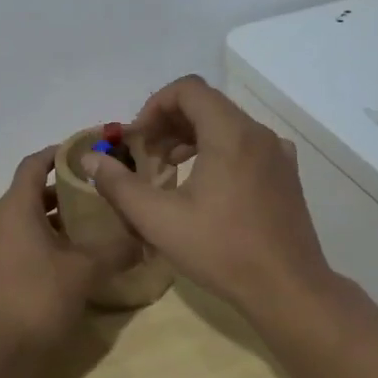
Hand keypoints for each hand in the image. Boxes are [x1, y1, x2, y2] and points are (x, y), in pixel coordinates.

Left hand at [0, 148, 136, 361]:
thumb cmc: (33, 301)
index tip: (87, 152)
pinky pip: (18, 245)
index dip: (59, 153)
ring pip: (25, 222)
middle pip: (31, 193)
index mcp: (15, 209)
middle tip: (100, 195)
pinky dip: (42, 243)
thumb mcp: (82, 273)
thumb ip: (113, 251)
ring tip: (90, 229)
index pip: (34, 164)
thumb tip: (143, 237)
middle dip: (64, 191)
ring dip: (54, 221)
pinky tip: (68, 263)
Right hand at [81, 76, 334, 317]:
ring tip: (169, 170)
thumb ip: (120, 185)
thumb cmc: (221, 250)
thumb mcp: (159, 220)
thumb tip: (90, 158)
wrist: (287, 288)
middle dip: (169, 123)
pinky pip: (246, 146)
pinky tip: (204, 187)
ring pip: (227, 125)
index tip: (137, 139)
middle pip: (207, 105)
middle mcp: (259, 133)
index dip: (155, 106)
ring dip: (192, 137)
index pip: (188, 89)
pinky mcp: (286, 175)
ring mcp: (278, 154)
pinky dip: (217, 152)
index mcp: (231, 133)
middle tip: (146, 156)